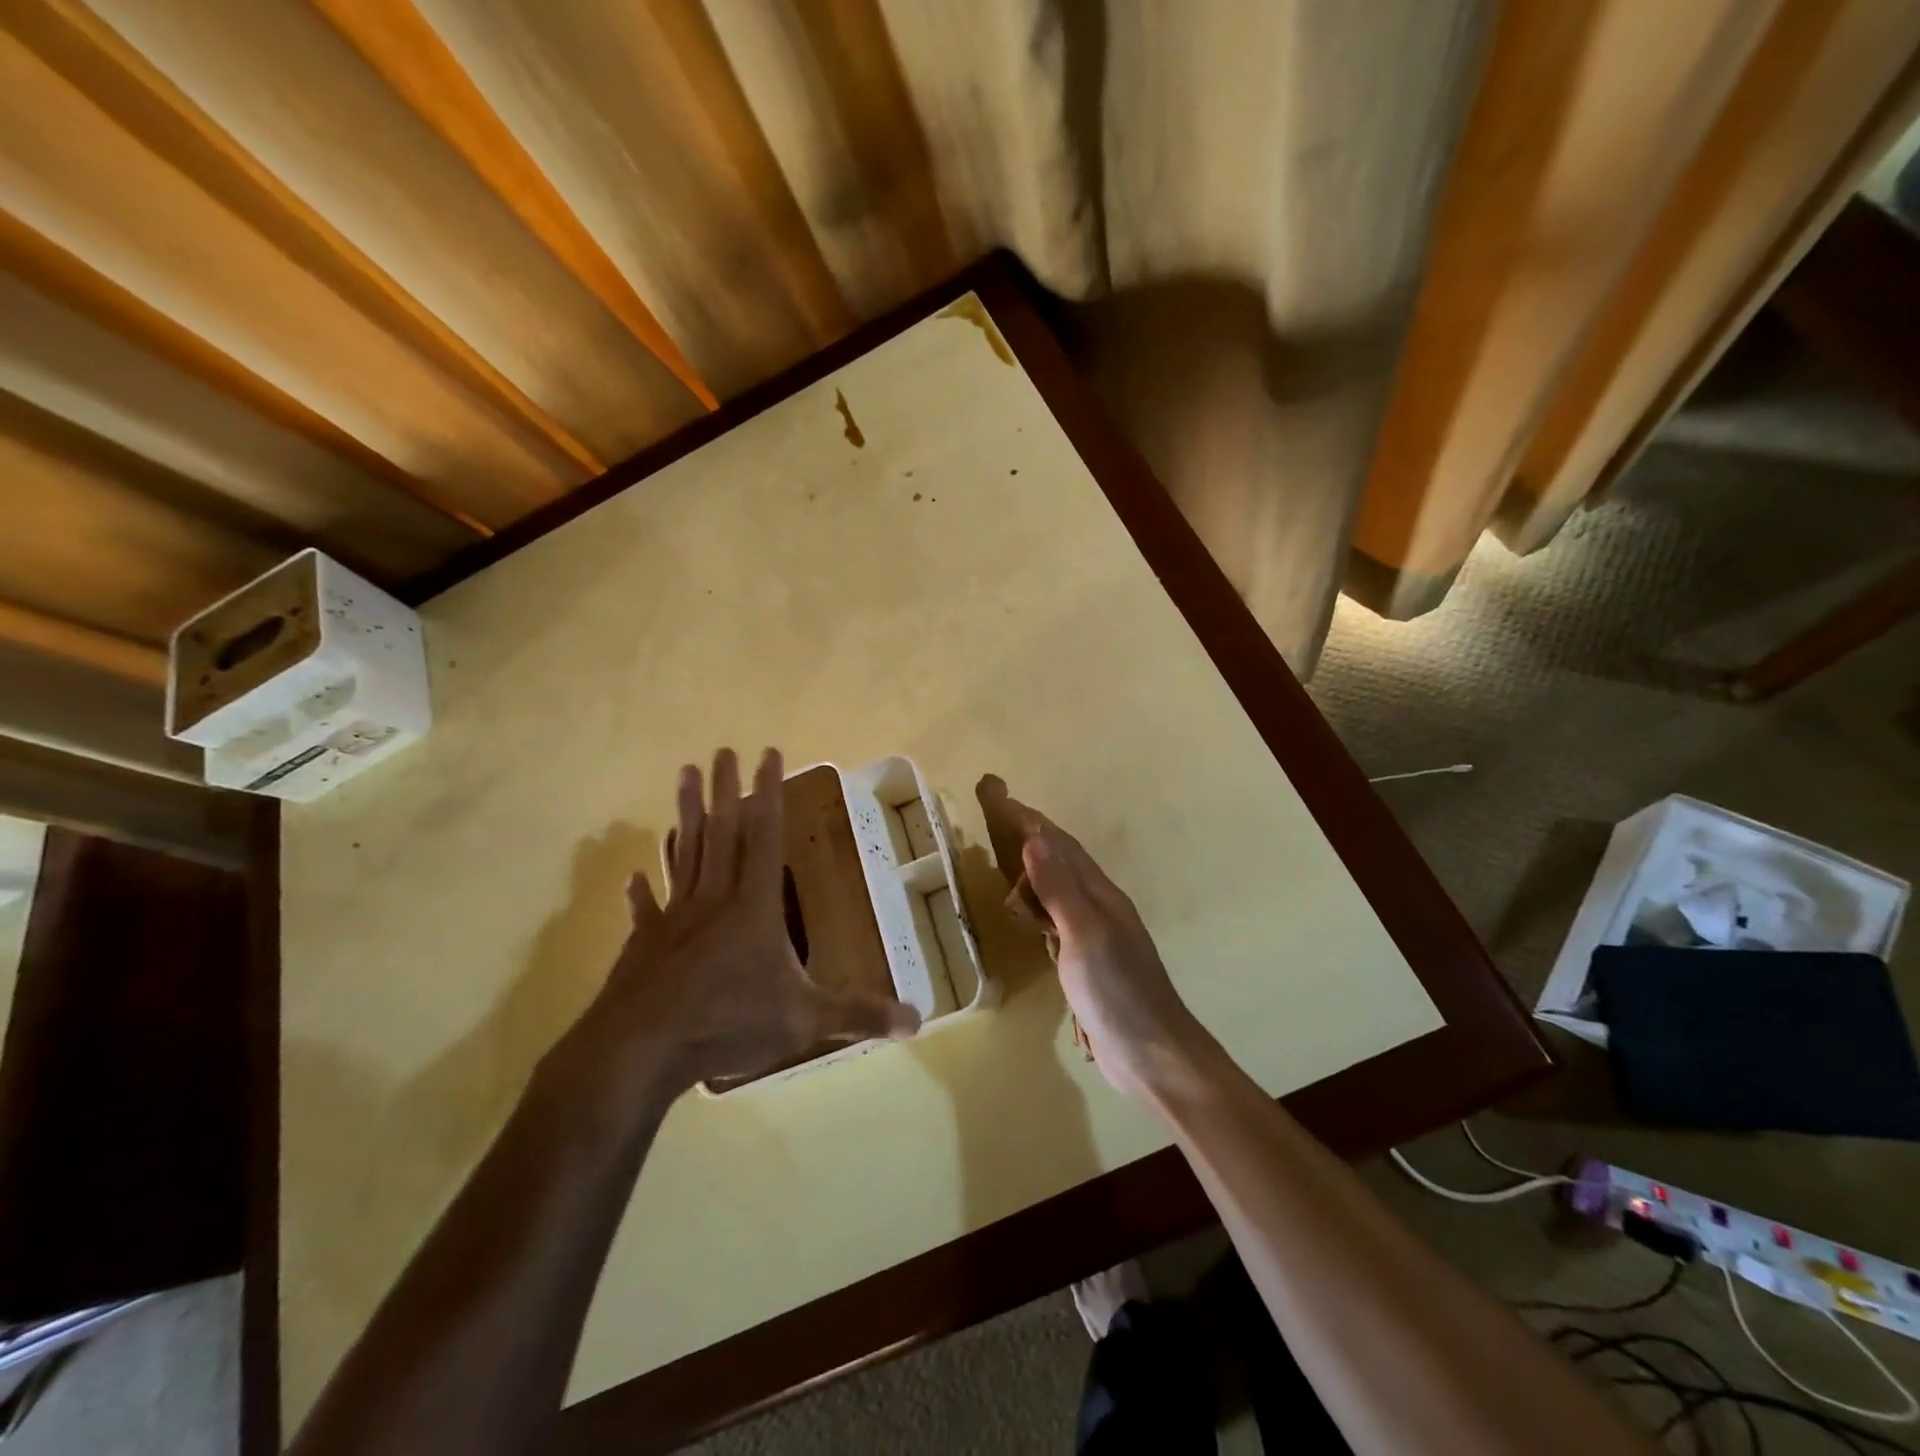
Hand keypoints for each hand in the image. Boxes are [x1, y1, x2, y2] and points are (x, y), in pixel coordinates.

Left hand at [551, 748, 920, 1115]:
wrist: (640, 1051)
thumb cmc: (728, 1023)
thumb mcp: (804, 1020)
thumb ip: (858, 1015)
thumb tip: (919, 1020)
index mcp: (754, 906)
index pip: (764, 836)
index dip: (769, 794)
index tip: (768, 754)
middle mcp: (714, 899)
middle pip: (721, 832)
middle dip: (724, 788)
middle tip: (722, 750)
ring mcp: (675, 919)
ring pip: (684, 853)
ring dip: (685, 814)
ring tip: (682, 776)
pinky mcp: (645, 944)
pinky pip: (646, 909)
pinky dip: (642, 892)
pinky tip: (633, 875)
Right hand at [982, 782, 1213, 1099]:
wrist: (1153, 1054)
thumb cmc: (1117, 991)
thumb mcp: (1084, 935)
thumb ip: (1059, 889)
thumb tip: (1034, 838)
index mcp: (1099, 895)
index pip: (1060, 845)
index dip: (1030, 820)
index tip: (1000, 796)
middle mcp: (1098, 908)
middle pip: (1060, 861)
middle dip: (1029, 836)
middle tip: (996, 815)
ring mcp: (1095, 937)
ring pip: (1058, 890)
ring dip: (1033, 870)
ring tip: (1006, 857)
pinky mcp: (1088, 964)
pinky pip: (1056, 920)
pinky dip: (1038, 906)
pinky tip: (1029, 914)